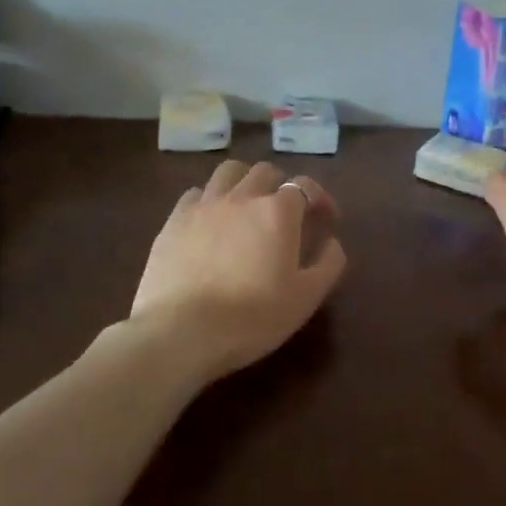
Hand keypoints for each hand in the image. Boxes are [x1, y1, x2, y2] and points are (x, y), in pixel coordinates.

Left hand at [131, 159, 346, 380]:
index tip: (325, 220)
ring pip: (228, 172)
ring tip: (246, 207)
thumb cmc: (253, 317)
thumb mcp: (306, 298)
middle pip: (265, 172)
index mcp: (278, 212)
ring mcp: (204, 206)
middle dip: (281, 186)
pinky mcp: (173, 221)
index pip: (305, 186)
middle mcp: (242, 197)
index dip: (320, 199)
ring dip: (244, 183)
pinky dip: (209, 200)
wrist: (181, 333)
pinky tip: (211, 222)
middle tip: (285, 214)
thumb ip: (328, 264)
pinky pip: (195, 194)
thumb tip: (332, 243)